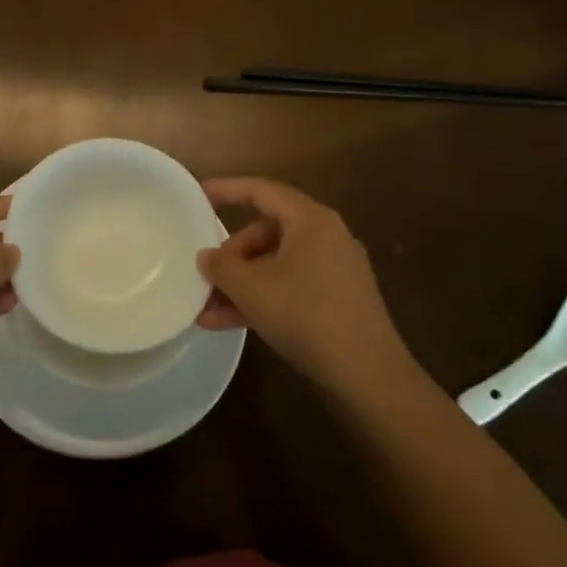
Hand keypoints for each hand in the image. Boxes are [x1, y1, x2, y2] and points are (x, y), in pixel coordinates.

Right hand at [196, 177, 421, 403]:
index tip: (197, 195)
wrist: (368, 376)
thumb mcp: (251, 288)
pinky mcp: (338, 301)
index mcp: (311, 220)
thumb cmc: (305, 315)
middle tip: (207, 274)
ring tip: (206, 309)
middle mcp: (327, 237)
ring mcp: (335, 271)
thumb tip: (207, 257)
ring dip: (241, 284)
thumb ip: (221, 266)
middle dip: (232, 254)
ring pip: (276, 264)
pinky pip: (290, 287)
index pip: (261, 191)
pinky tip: (227, 324)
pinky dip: (261, 299)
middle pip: (266, 231)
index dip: (226, 189)